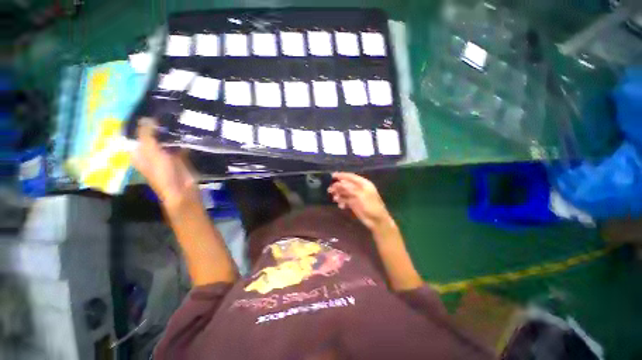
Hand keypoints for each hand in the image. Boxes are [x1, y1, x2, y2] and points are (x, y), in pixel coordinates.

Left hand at [132, 118, 198, 209]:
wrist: (182, 190)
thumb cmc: (162, 173)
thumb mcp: (151, 152)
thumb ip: (147, 135)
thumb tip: (146, 118)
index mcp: (140, 153)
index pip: (137, 135)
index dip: (141, 124)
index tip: (149, 110)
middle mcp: (151, 153)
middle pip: (153, 136)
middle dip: (158, 126)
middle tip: (165, 112)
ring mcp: (166, 156)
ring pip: (166, 141)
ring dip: (171, 133)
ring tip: (177, 118)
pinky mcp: (180, 159)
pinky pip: (179, 146)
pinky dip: (182, 140)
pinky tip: (187, 131)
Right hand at [328, 172, 392, 230]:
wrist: (376, 220)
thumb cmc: (371, 206)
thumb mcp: (360, 195)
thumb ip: (350, 188)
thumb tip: (340, 182)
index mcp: (363, 183)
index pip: (351, 177)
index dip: (341, 175)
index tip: (332, 176)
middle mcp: (359, 188)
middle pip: (346, 184)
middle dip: (338, 186)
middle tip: (330, 190)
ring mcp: (356, 196)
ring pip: (345, 192)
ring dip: (339, 194)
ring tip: (334, 198)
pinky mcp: (354, 204)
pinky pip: (345, 200)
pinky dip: (342, 201)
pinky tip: (340, 205)